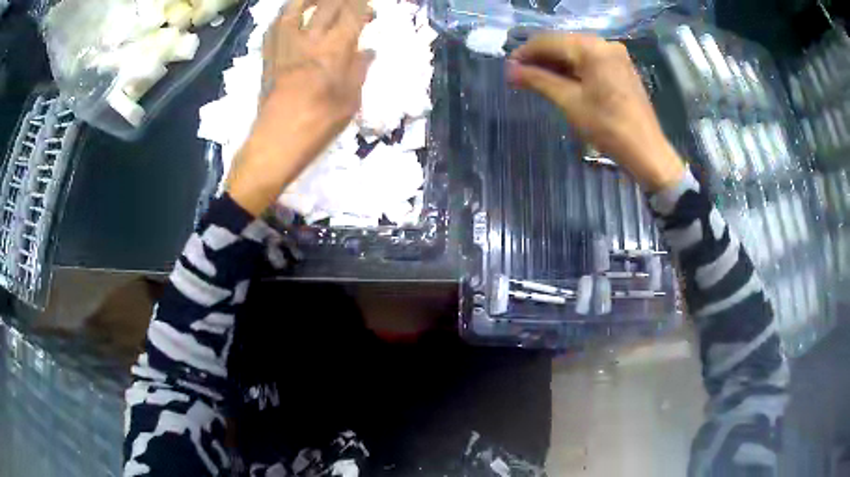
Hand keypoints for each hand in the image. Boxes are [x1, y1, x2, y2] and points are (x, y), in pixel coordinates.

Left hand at [227, 0, 373, 215]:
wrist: (276, 142)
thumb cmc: (319, 124)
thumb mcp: (350, 100)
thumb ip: (359, 70)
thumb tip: (367, 51)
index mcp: (334, 49)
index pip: (352, 13)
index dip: (363, 5)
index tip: (369, 9)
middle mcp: (309, 39)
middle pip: (327, 5)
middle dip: (342, 0)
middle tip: (351, 4)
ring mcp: (285, 46)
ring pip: (294, 8)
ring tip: (318, 0)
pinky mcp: (269, 55)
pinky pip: (274, 26)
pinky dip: (284, 15)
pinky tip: (291, 17)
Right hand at [507, 33, 684, 191]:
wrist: (646, 150)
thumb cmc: (607, 127)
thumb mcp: (569, 102)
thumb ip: (538, 80)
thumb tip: (510, 71)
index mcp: (591, 47)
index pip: (548, 41)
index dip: (525, 53)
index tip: (509, 70)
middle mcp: (604, 43)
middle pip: (562, 43)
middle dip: (539, 58)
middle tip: (520, 76)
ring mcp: (615, 54)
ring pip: (576, 51)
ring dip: (555, 63)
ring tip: (537, 79)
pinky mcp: (621, 66)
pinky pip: (590, 59)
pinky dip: (573, 67)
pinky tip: (561, 79)